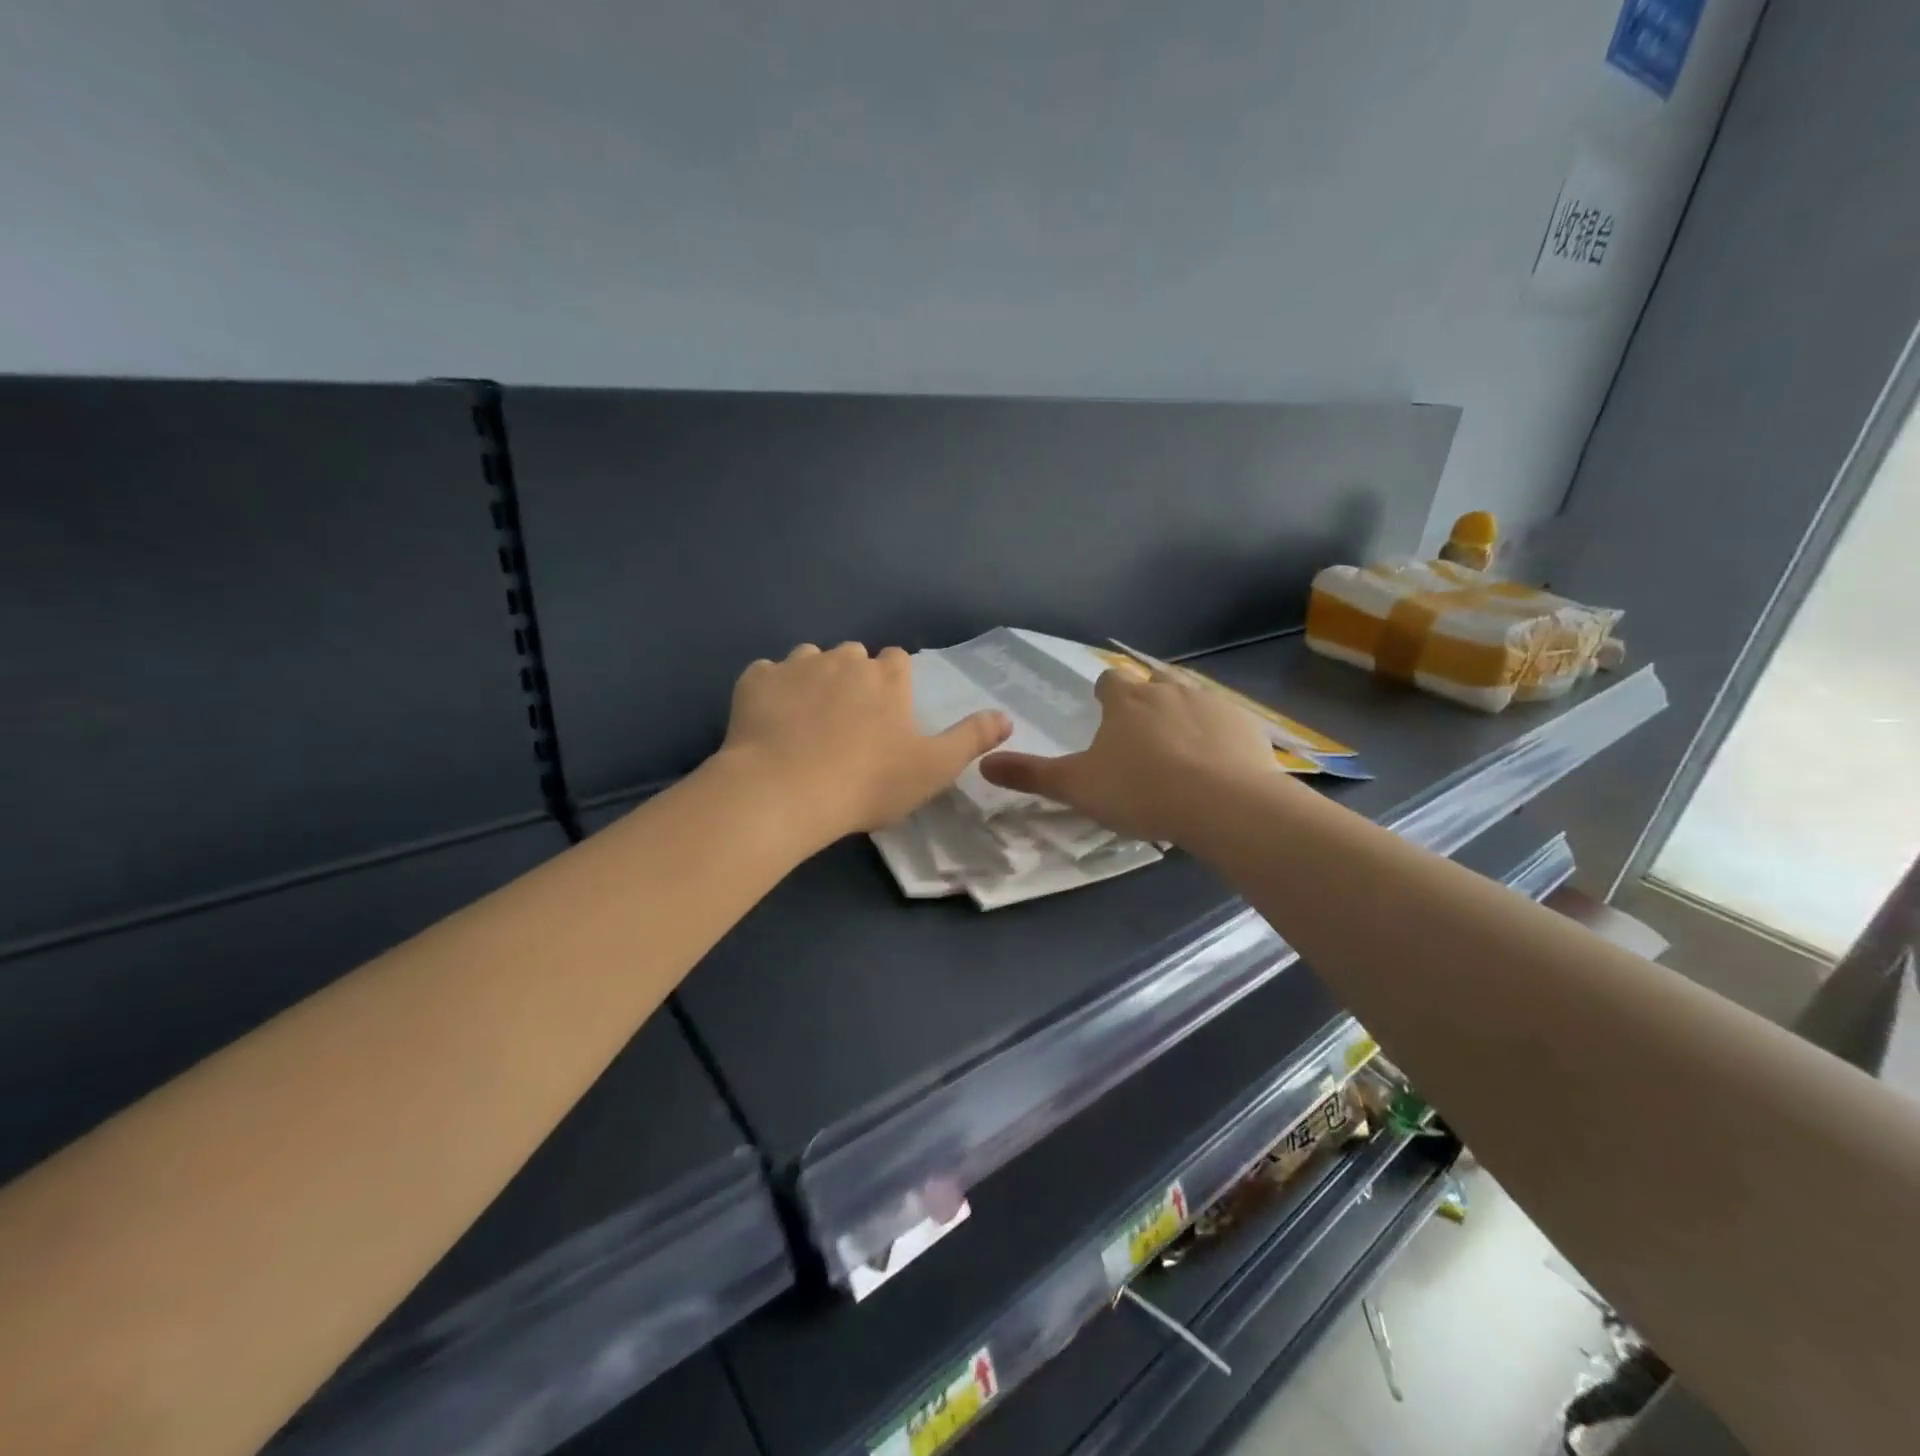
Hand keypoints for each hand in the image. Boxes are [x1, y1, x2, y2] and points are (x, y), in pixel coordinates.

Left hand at [718, 642, 1011, 847]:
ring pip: (809, 659)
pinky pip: (766, 675)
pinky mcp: (755, 681)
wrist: (785, 792)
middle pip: (853, 655)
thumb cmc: (868, 783)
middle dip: (853, 677)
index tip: (888, 711)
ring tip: (807, 720)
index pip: (898, 659)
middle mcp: (844, 660)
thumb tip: (1007, 716)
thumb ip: (971, 738)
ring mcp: (796, 666)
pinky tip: (770, 721)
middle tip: (847, 722)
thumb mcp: (933, 768)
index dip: (894, 681)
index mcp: (887, 678)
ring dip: (812, 679)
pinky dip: (771, 691)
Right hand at [980, 670, 1277, 842]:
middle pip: (1152, 684)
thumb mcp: (1077, 787)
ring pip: (1190, 699)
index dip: (1105, 697)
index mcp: (1126, 699)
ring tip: (1179, 752)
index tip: (1105, 718)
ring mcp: (1210, 703)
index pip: (1109, 682)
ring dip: (1182, 716)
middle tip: (1141, 740)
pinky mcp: (1245, 724)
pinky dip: (1217, 736)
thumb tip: (983, 763)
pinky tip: (1217, 764)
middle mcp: (1167, 689)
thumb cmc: (1140, 791)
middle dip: (1145, 703)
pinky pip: (1226, 722)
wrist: (1223, 804)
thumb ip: (1031, 775)